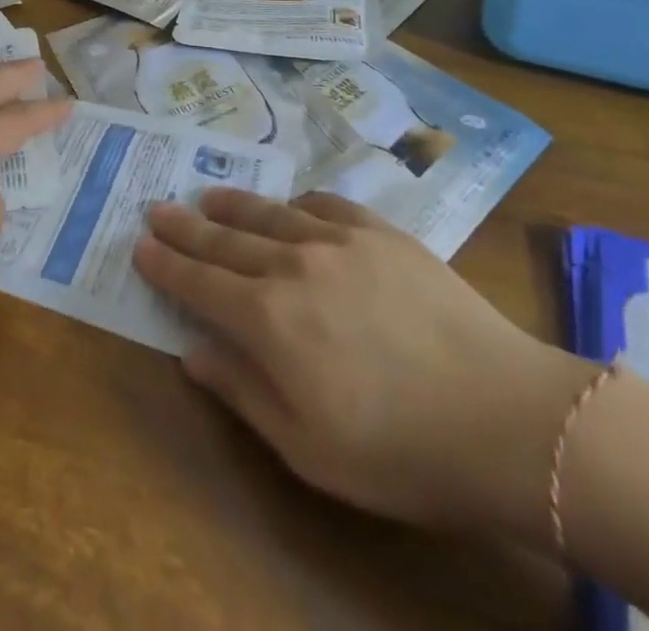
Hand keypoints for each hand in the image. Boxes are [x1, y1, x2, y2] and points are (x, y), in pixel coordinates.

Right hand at [133, 188, 592, 540]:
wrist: (508, 417)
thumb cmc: (401, 451)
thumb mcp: (308, 448)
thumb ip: (243, 392)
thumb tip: (192, 352)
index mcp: (269, 319)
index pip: (200, 282)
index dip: (166, 264)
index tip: (140, 246)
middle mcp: (293, 265)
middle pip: (225, 239)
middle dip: (185, 226)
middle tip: (157, 208)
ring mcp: (338, 241)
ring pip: (269, 213)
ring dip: (232, 205)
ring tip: (207, 197)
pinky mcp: (381, 232)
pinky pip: (325, 204)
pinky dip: (296, 203)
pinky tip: (289, 204)